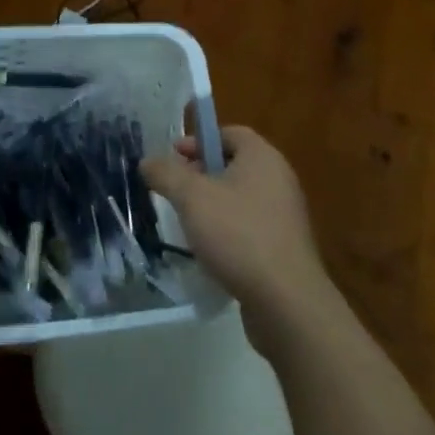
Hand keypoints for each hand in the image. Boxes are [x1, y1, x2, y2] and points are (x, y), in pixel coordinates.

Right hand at [142, 126, 332, 342]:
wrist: (286, 301)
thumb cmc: (238, 235)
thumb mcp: (192, 198)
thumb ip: (167, 174)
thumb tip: (148, 161)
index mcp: (262, 157)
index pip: (229, 133)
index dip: (199, 141)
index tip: (173, 158)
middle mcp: (279, 179)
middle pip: (234, 165)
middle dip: (202, 175)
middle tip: (175, 191)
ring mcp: (285, 215)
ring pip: (241, 198)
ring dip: (213, 205)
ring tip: (188, 223)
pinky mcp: (285, 247)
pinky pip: (250, 227)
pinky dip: (229, 231)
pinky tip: (210, 252)